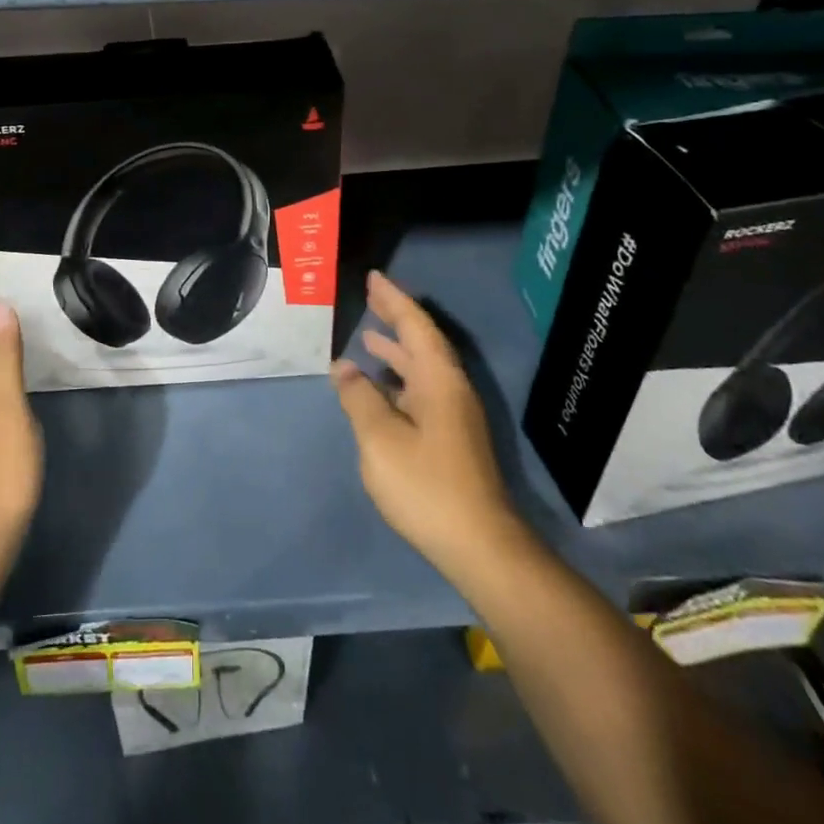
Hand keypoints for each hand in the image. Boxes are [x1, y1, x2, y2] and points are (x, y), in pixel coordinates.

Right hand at [332, 272, 520, 584]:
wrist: (479, 546)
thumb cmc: (426, 485)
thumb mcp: (380, 438)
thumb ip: (359, 398)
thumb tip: (345, 368)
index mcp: (438, 380)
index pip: (415, 326)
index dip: (393, 300)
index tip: (373, 277)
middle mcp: (450, 390)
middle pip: (422, 342)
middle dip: (396, 318)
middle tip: (371, 296)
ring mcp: (454, 416)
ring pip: (422, 369)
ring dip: (397, 350)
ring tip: (369, 338)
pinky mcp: (451, 439)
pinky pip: (421, 391)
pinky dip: (398, 379)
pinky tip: (380, 389)